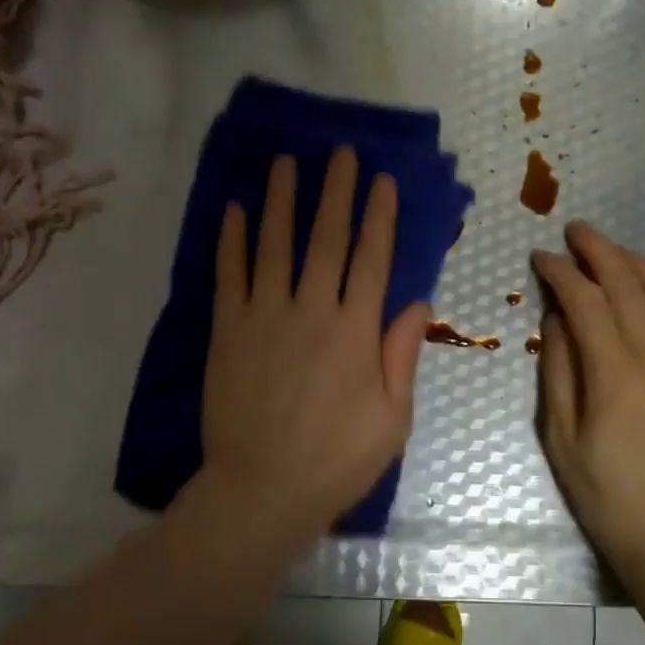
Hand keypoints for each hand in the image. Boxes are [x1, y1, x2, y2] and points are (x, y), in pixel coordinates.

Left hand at [199, 148, 429, 538]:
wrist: (261, 492)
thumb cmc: (337, 461)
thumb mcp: (392, 419)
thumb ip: (402, 356)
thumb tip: (417, 302)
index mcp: (356, 333)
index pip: (372, 259)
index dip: (379, 216)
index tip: (383, 180)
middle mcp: (311, 312)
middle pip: (326, 239)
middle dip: (336, 191)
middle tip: (340, 152)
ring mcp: (264, 318)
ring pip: (275, 246)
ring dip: (282, 200)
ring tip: (286, 162)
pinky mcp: (227, 332)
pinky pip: (229, 275)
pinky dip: (232, 240)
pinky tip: (235, 209)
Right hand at [532, 222, 644, 586]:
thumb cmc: (603, 492)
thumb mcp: (561, 435)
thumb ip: (558, 369)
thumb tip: (557, 317)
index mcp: (615, 373)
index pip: (586, 301)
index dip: (561, 272)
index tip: (540, 257)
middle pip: (628, 284)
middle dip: (599, 251)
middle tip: (575, 231)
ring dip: (635, 263)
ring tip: (610, 249)